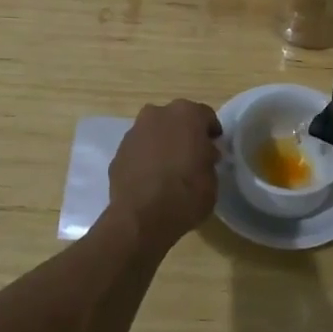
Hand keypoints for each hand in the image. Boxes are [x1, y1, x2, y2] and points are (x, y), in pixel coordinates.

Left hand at [107, 99, 222, 246]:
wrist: (142, 217)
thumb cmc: (187, 193)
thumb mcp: (212, 178)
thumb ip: (207, 158)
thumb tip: (202, 154)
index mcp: (187, 114)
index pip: (205, 116)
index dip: (211, 132)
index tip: (214, 148)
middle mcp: (158, 114)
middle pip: (176, 119)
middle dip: (184, 133)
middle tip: (192, 156)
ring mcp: (134, 132)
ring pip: (154, 132)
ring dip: (162, 144)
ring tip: (169, 169)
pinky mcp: (118, 152)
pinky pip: (138, 151)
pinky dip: (145, 159)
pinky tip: (150, 180)